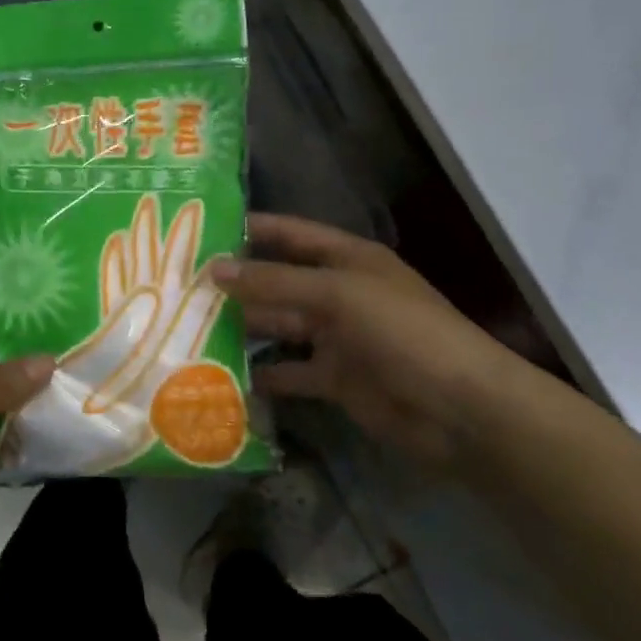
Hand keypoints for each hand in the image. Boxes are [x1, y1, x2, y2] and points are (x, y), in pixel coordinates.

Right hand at [211, 214, 525, 466]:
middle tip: (180, 285)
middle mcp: (338, 293)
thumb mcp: (338, 295)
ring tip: (187, 327)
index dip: (250, 229)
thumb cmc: (404, 333)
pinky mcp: (334, 379)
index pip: (290, 234)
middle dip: (236, 283)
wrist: (460, 411)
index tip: (201, 230)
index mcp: (347, 260)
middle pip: (277, 281)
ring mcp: (335, 338)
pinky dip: (260, 375)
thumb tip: (214, 268)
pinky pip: (288, 371)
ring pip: (277, 326)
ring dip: (241, 328)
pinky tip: (219, 375)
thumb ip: (274, 281)